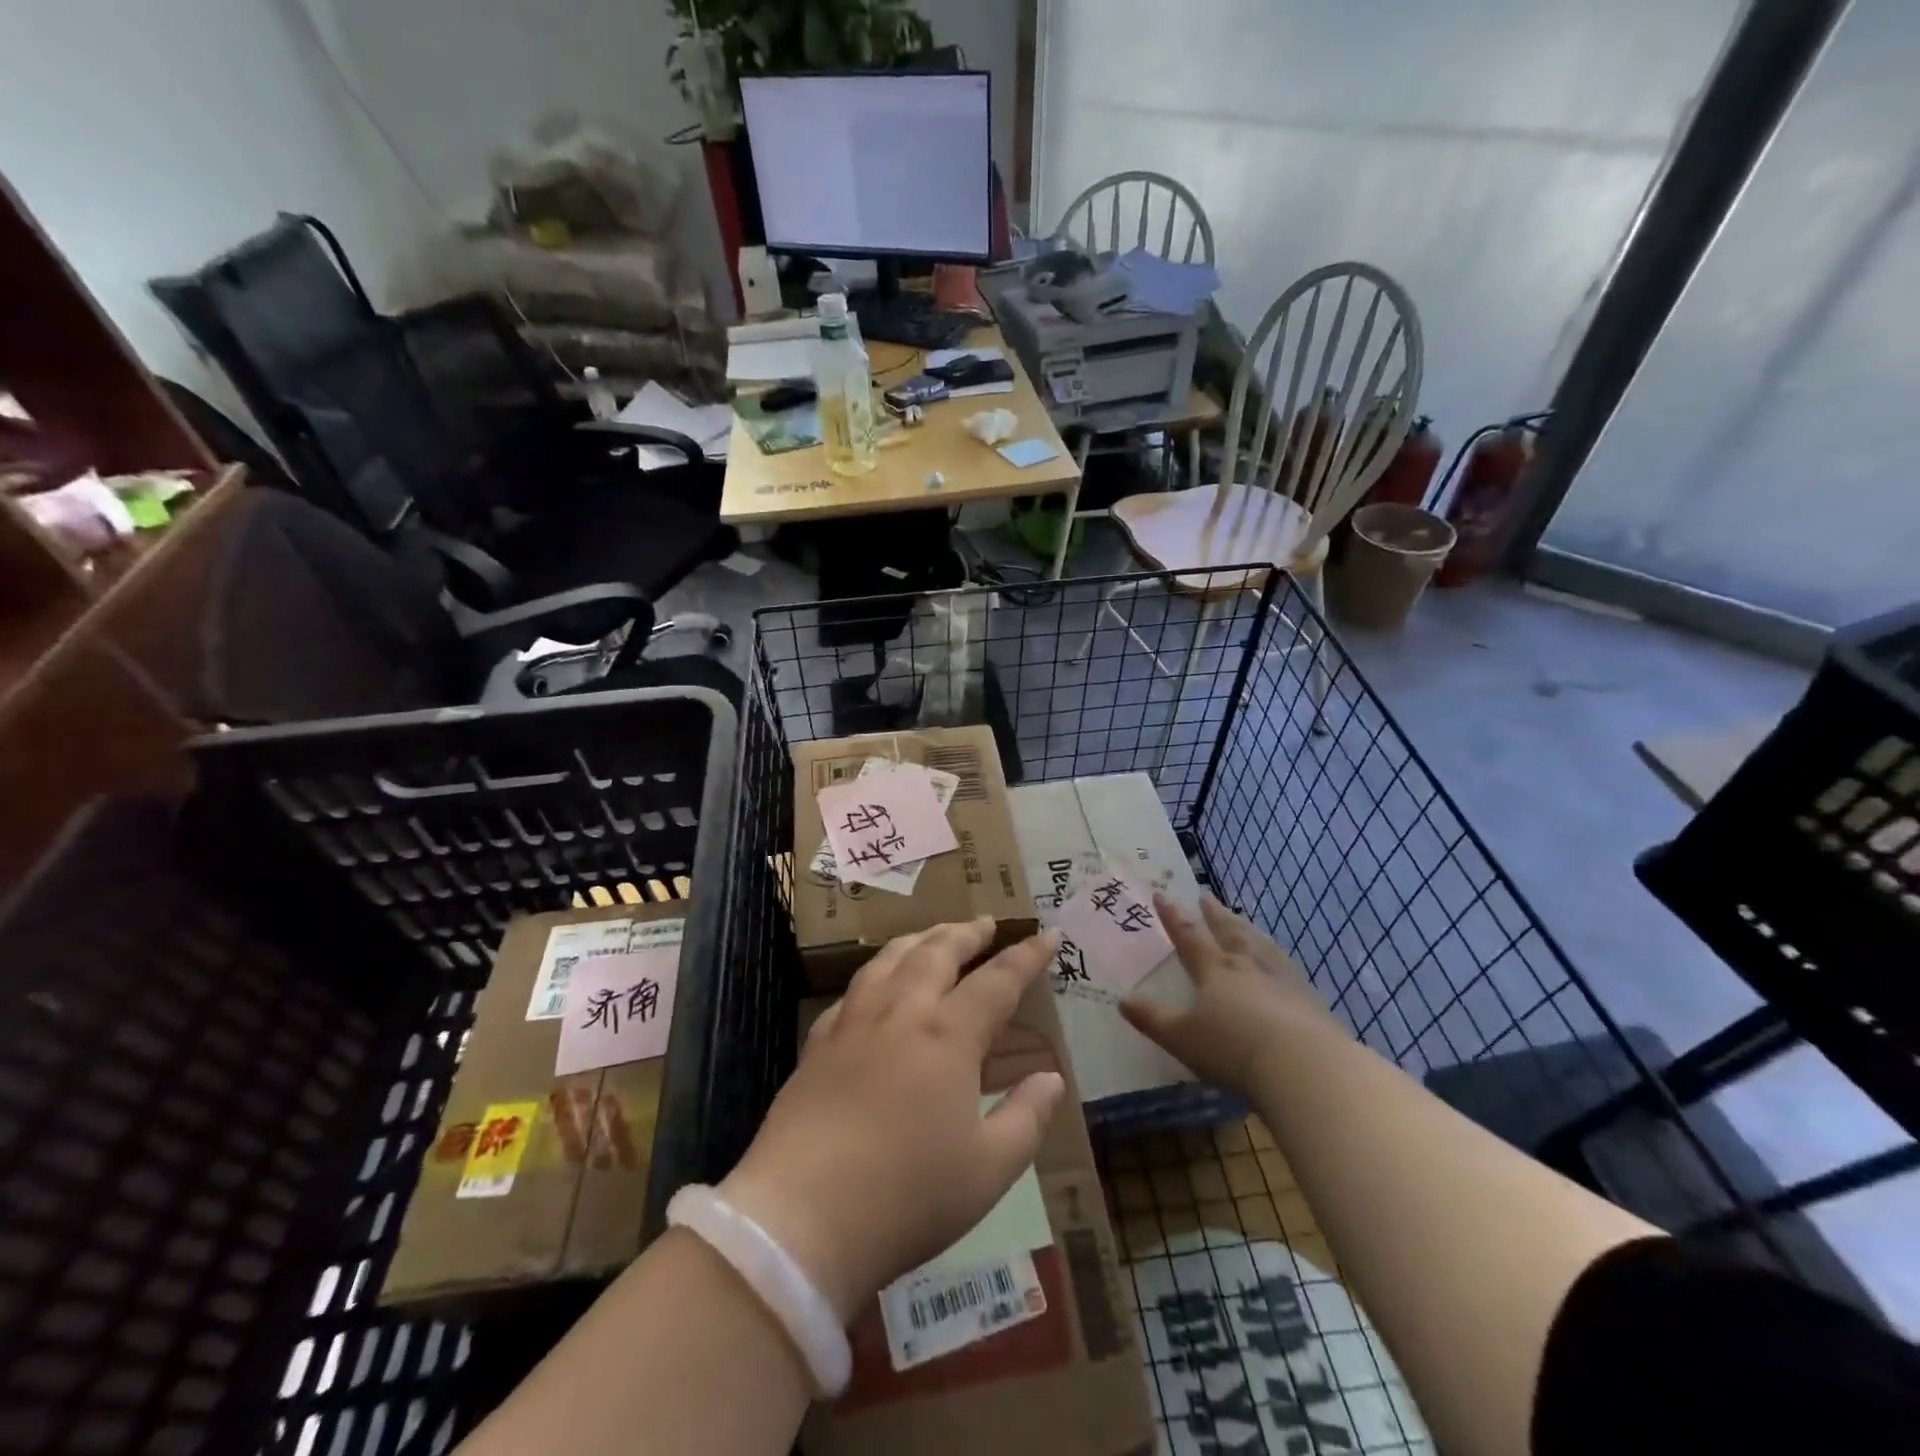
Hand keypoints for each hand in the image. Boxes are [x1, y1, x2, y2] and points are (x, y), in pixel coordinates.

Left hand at [718, 919, 1066, 1323]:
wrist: (802, 1216)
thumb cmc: (908, 1196)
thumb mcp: (989, 1169)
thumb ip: (1027, 1117)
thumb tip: (1052, 1078)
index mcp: (948, 1035)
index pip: (998, 980)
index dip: (1027, 955)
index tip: (1048, 933)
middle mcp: (901, 1012)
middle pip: (937, 952)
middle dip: (966, 932)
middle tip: (985, 923)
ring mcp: (853, 1023)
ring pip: (890, 959)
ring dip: (919, 939)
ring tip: (934, 936)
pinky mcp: (817, 1044)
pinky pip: (852, 991)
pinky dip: (874, 974)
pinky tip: (874, 985)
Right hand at [1120, 893, 1341, 1094]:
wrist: (1305, 1066)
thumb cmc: (1233, 1049)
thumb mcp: (1182, 1038)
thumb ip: (1152, 1019)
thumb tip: (1122, 1001)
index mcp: (1215, 970)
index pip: (1189, 937)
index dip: (1173, 917)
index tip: (1163, 895)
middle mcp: (1248, 965)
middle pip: (1229, 931)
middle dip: (1214, 914)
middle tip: (1206, 895)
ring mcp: (1282, 979)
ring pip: (1261, 945)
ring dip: (1248, 930)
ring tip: (1243, 922)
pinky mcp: (1310, 1000)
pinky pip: (1289, 969)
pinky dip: (1279, 959)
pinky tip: (1283, 964)